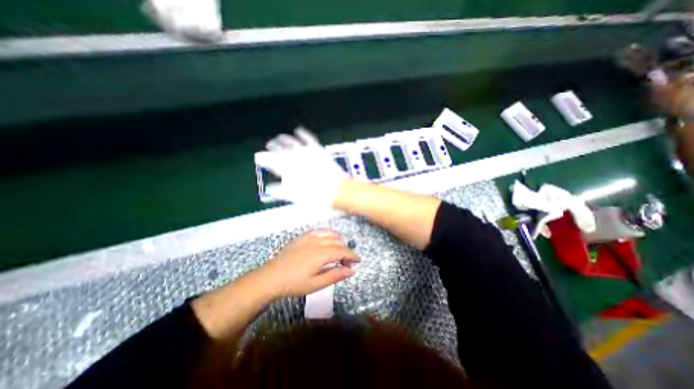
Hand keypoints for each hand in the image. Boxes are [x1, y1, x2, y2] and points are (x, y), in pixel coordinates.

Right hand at [254, 128, 346, 208]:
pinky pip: (309, 139)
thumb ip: (282, 192)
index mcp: (289, 171)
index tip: (259, 158)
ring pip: (292, 142)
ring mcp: (308, 153)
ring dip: (284, 140)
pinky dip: (302, 134)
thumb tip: (271, 189)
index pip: (272, 163)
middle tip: (268, 147)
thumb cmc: (317, 197)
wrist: (338, 190)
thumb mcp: (297, 198)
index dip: (265, 160)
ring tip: (279, 138)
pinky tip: (299, 130)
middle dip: (272, 148)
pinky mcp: (319, 151)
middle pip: (281, 151)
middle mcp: (296, 159)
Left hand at [257, 229, 360, 298]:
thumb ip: (335, 275)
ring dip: (338, 241)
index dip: (352, 255)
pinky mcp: (302, 236)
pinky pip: (319, 231)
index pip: (342, 251)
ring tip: (339, 250)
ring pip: (330, 234)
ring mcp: (309, 237)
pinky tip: (327, 241)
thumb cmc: (294, 284)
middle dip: (346, 250)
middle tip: (346, 262)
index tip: (358, 261)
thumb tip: (351, 270)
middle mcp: (317, 242)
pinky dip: (328, 234)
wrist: (271, 277)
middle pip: (338, 242)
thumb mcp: (316, 285)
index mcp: (322, 254)